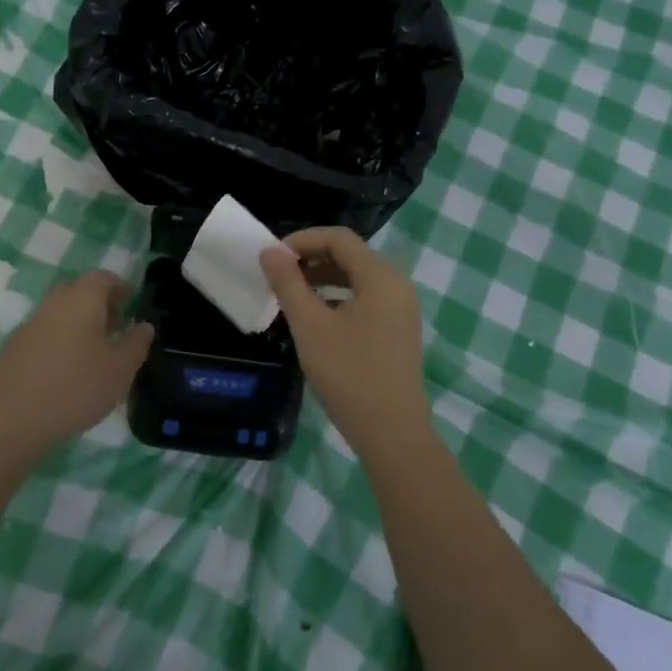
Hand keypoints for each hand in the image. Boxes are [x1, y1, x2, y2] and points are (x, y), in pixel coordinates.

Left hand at [0, 270, 152, 456]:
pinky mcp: (10, 349)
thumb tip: (144, 326)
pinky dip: (57, 343)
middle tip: (114, 327)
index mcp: (81, 300)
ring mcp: (27, 326)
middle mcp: (52, 304)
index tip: (131, 301)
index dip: (119, 286)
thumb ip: (136, 344)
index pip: (102, 278)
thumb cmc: (76, 388)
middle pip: (77, 292)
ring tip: (92, 354)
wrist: (10, 420)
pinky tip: (63, 372)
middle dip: (98, 303)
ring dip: (76, 324)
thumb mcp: (120, 370)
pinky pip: (42, 335)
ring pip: (57, 314)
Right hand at [261, 228, 429, 455]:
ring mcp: (401, 309)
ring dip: (322, 280)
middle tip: (277, 276)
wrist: (391, 432)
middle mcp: (397, 285)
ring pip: (357, 279)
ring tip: (291, 295)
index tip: (272, 258)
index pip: (339, 238)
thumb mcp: (310, 326)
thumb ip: (288, 283)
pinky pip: (365, 300)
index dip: (303, 240)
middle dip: (311, 259)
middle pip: (350, 256)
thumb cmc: (348, 373)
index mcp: (380, 277)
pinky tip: (315, 319)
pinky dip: (338, 299)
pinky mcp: (398, 331)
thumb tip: (270, 251)